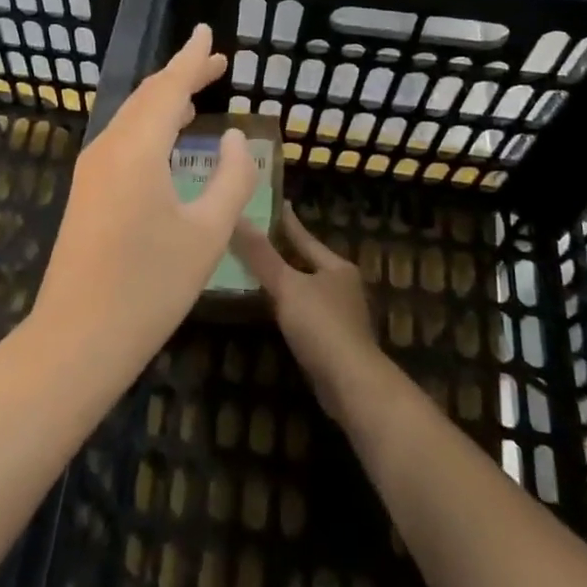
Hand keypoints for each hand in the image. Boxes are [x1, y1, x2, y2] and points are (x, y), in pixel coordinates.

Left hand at [33, 26, 258, 372]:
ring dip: (163, 101)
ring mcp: (91, 170)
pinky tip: (165, 139)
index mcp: (137, 148)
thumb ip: (230, 178)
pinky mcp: (86, 192)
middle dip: (180, 76)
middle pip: (147, 97)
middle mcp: (108, 148)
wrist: (78, 336)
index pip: (169, 88)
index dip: (192, 59)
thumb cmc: (150, 286)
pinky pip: (121, 140)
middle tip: (214, 63)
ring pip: (130, 118)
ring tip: (196, 93)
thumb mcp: (207, 233)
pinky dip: (148, 126)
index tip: (206, 33)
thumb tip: (233, 137)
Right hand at [233, 203, 385, 425]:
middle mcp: (342, 286)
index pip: (305, 238)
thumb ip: (261, 255)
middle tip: (255, 237)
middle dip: (283, 251)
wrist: (350, 382)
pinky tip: (269, 308)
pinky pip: (304, 313)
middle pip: (307, 262)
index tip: (275, 204)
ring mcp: (339, 314)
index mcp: (336, 267)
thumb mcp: (287, 286)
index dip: (287, 222)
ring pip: (305, 288)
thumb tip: (237, 218)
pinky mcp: (332, 340)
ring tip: (255, 270)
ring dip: (284, 281)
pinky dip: (287, 306)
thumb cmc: (321, 325)